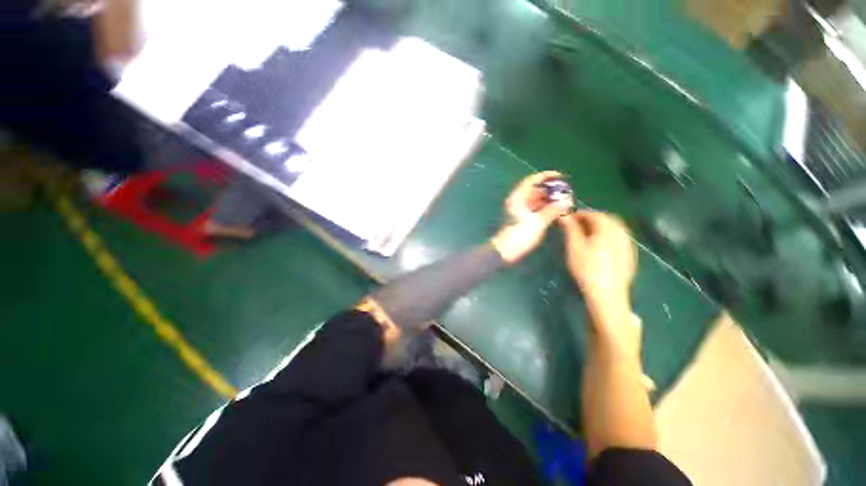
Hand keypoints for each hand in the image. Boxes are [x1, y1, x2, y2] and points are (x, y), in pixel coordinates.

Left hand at [491, 171, 572, 263]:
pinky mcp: (520, 219)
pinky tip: (555, 211)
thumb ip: (552, 210)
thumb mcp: (538, 222)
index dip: (545, 176)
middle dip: (550, 189)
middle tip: (565, 192)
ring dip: (548, 199)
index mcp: (518, 198)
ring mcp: (518, 210)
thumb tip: (566, 201)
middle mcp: (517, 201)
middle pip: (534, 190)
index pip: (531, 180)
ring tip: (563, 201)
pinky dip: (544, 208)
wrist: (505, 251)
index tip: (560, 176)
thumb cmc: (519, 235)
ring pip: (534, 200)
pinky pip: (534, 208)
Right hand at [558, 211, 636, 312]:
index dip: (581, 214)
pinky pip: (620, 239)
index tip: (568, 218)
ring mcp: (627, 245)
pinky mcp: (629, 256)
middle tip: (577, 225)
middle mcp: (621, 234)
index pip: (595, 215)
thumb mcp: (575, 248)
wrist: (607, 294)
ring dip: (601, 227)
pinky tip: (600, 246)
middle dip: (592, 219)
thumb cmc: (587, 269)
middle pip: (608, 219)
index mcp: (607, 230)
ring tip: (587, 234)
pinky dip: (609, 236)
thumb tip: (564, 216)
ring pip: (616, 229)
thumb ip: (571, 230)